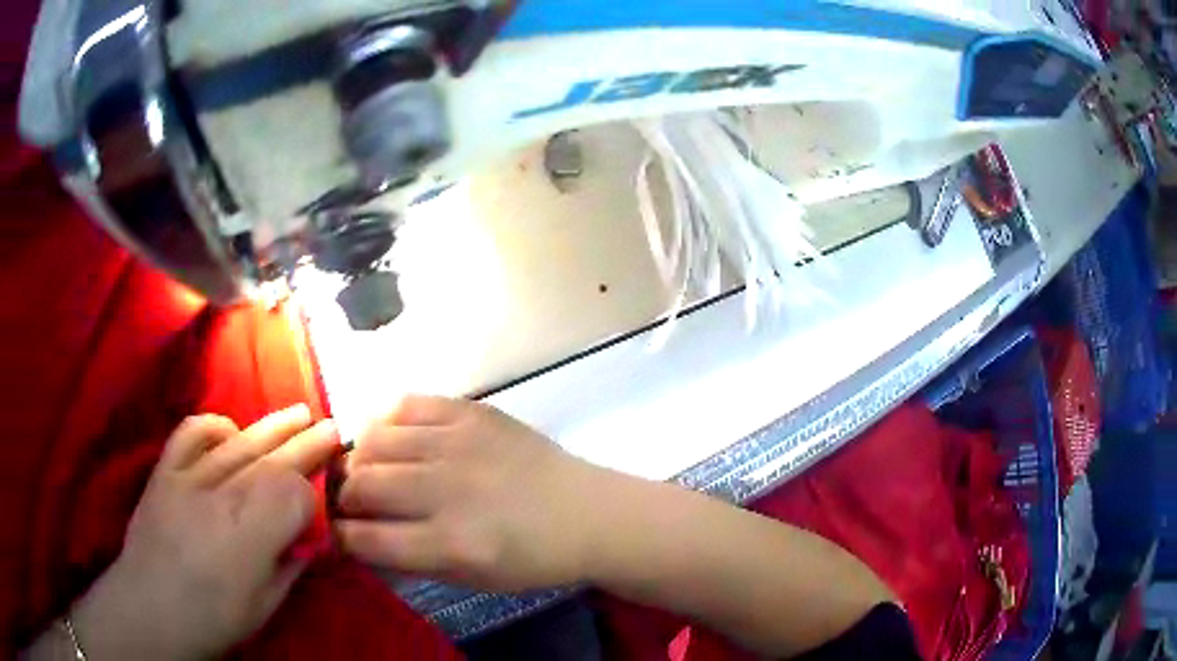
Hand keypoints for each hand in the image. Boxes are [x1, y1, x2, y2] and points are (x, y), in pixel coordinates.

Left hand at [71, 406, 338, 659]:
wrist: (149, 609)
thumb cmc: (212, 619)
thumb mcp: (264, 606)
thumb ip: (289, 567)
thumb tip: (307, 540)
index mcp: (251, 536)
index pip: (296, 494)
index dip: (314, 498)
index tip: (322, 510)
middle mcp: (222, 496)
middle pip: (273, 460)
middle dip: (307, 443)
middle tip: (333, 428)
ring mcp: (189, 477)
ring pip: (239, 442)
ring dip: (271, 426)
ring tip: (298, 414)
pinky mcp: (165, 471)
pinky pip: (191, 433)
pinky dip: (214, 425)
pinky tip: (230, 430)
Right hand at [336, 396, 601, 591]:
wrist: (588, 512)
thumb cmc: (532, 558)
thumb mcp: (471, 578)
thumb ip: (410, 560)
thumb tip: (358, 540)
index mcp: (452, 544)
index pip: (366, 539)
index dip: (339, 537)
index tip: (333, 533)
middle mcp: (449, 490)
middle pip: (362, 484)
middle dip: (342, 497)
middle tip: (347, 501)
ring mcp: (460, 443)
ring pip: (374, 440)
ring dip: (358, 458)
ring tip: (364, 468)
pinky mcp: (473, 411)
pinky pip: (406, 404)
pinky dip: (387, 421)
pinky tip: (391, 437)